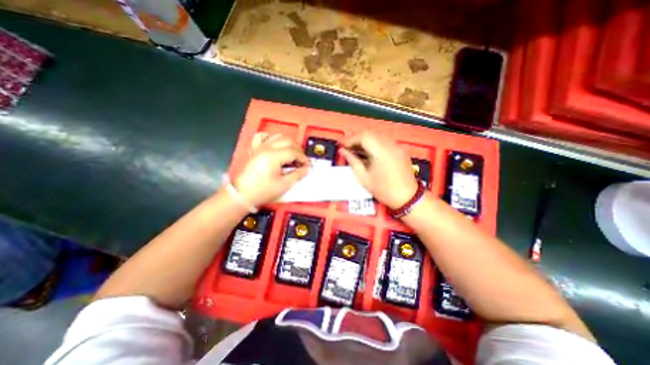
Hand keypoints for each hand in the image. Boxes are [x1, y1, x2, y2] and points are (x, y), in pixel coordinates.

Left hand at [233, 133, 307, 207]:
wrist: (242, 195)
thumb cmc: (262, 191)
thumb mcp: (283, 185)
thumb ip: (297, 175)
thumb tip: (306, 169)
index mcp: (273, 156)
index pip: (294, 152)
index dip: (303, 158)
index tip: (308, 166)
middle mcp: (266, 148)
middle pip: (288, 141)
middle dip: (298, 150)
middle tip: (302, 161)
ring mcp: (259, 147)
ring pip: (278, 136)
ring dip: (288, 143)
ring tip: (293, 154)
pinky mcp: (254, 150)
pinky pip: (263, 137)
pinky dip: (272, 138)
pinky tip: (276, 144)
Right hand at [338, 132, 418, 209]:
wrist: (407, 197)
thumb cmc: (384, 190)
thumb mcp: (364, 178)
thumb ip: (352, 161)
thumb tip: (343, 151)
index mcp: (381, 153)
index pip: (364, 136)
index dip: (350, 139)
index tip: (342, 144)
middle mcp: (390, 145)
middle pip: (370, 133)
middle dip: (356, 137)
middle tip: (346, 145)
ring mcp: (397, 146)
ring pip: (377, 135)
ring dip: (364, 139)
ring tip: (354, 148)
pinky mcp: (400, 149)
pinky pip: (383, 140)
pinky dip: (373, 142)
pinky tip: (367, 151)